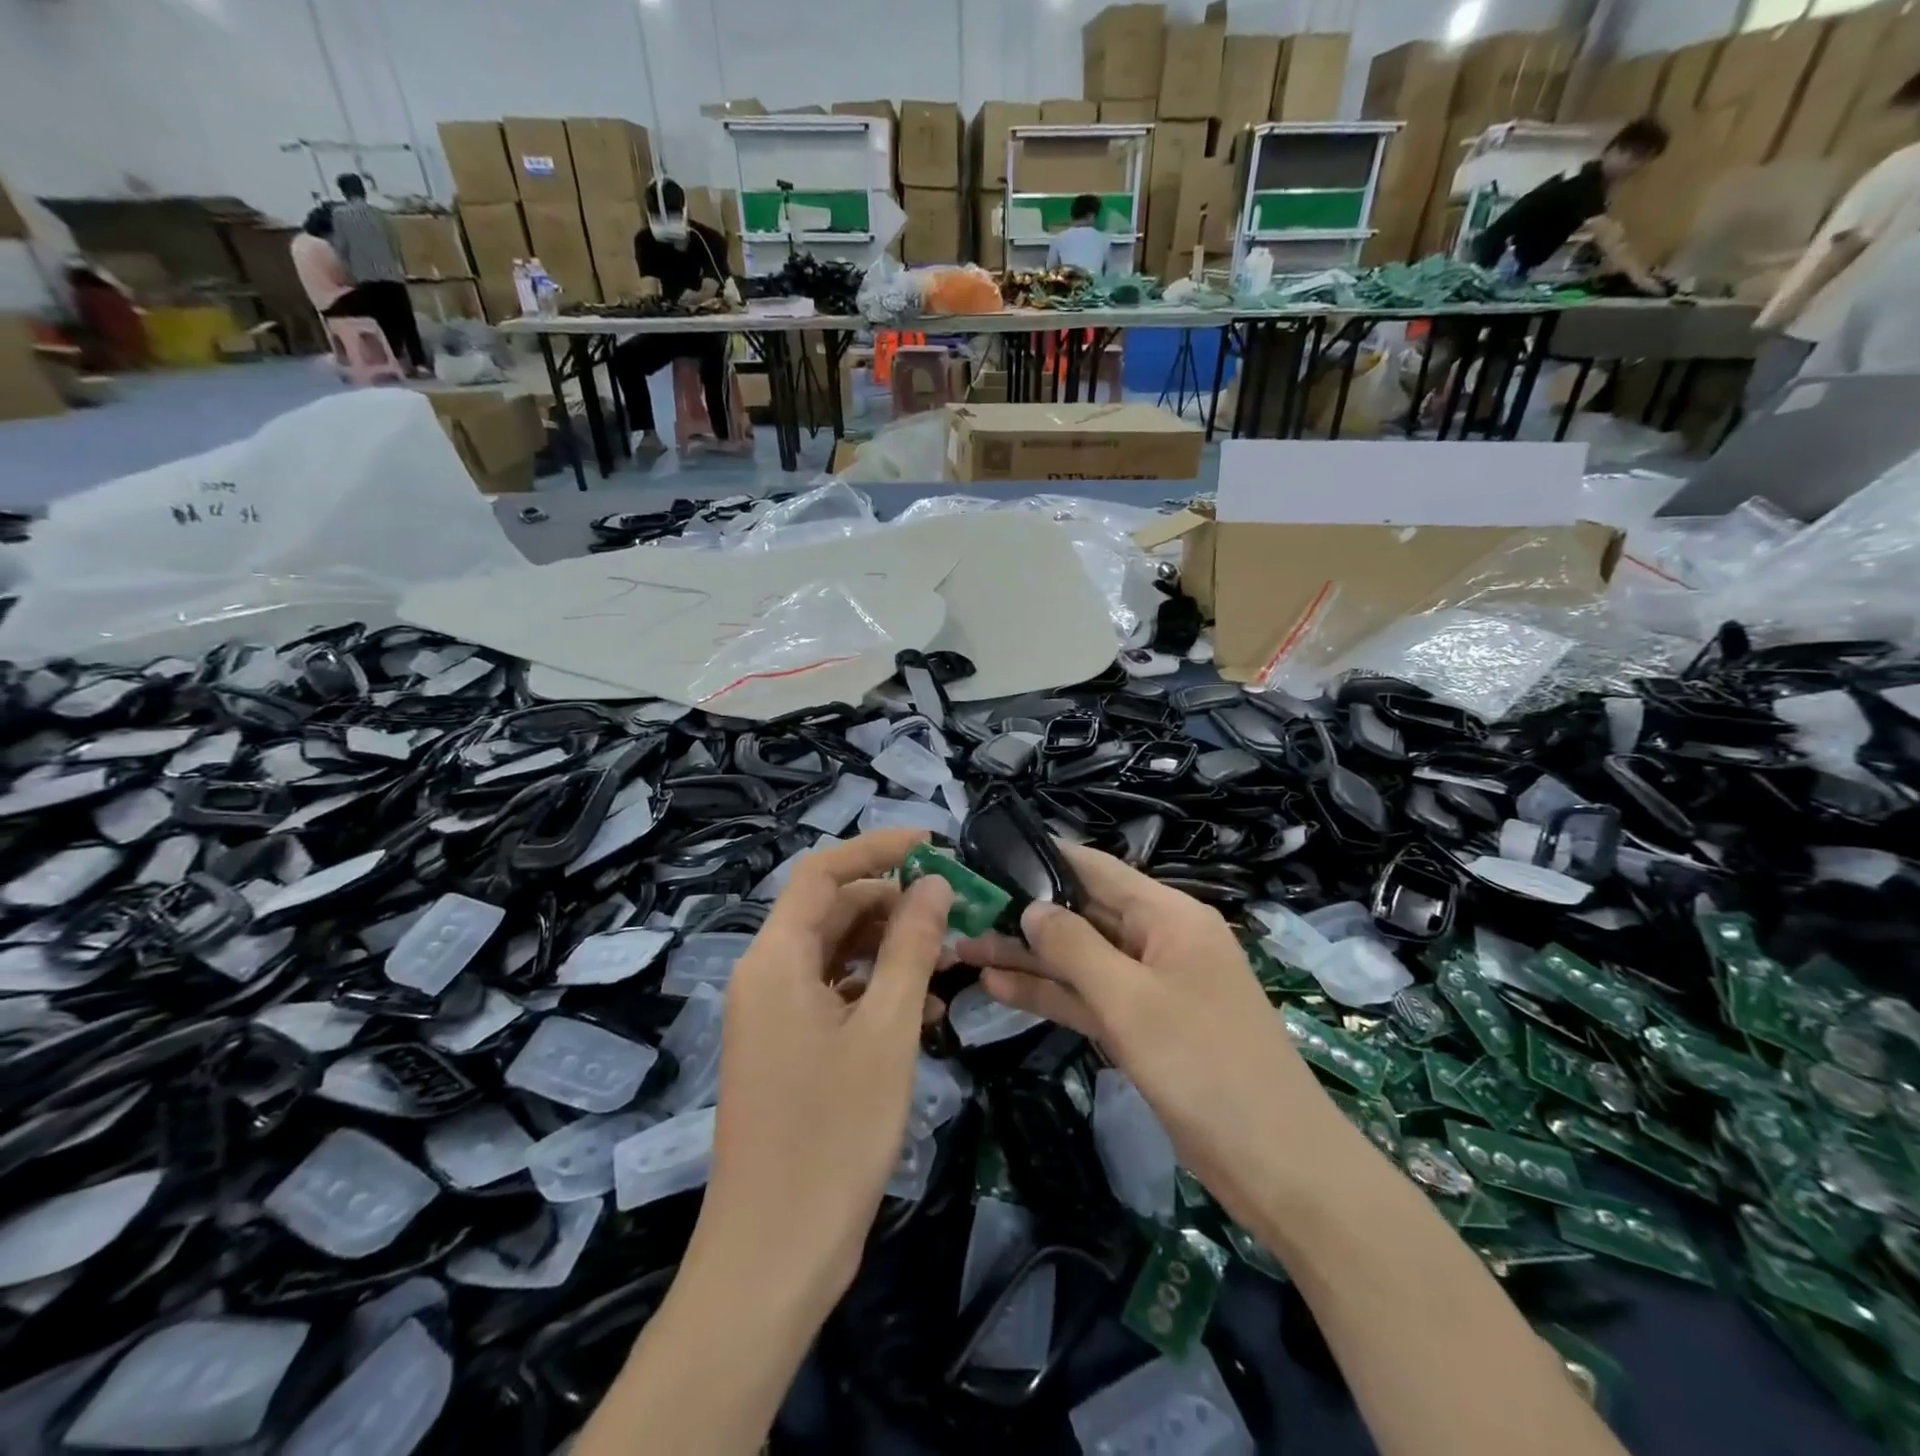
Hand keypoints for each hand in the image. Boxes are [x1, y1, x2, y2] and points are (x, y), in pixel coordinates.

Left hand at [694, 829, 953, 1313]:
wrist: (774, 1256)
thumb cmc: (833, 1134)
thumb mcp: (887, 1030)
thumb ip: (911, 948)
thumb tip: (932, 882)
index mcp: (776, 959)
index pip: (822, 872)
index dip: (877, 849)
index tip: (935, 846)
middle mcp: (767, 975)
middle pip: (832, 911)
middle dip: (894, 903)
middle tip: (958, 910)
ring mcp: (775, 1015)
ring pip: (838, 953)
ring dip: (892, 948)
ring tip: (953, 958)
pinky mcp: (789, 1048)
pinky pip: (835, 994)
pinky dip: (878, 989)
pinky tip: (928, 1009)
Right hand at [955, 844, 1333, 1231]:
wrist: (1277, 1164)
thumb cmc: (1204, 1064)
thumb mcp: (1130, 1000)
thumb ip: (1074, 947)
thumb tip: (1032, 907)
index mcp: (1168, 916)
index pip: (1096, 869)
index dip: (1044, 858)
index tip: (990, 854)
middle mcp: (1159, 940)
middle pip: (1083, 915)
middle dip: (1025, 916)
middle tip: (963, 914)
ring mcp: (1151, 986)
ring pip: (1081, 959)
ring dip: (1029, 958)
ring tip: (965, 949)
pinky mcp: (1144, 1027)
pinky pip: (1089, 998)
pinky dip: (1050, 994)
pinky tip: (998, 988)